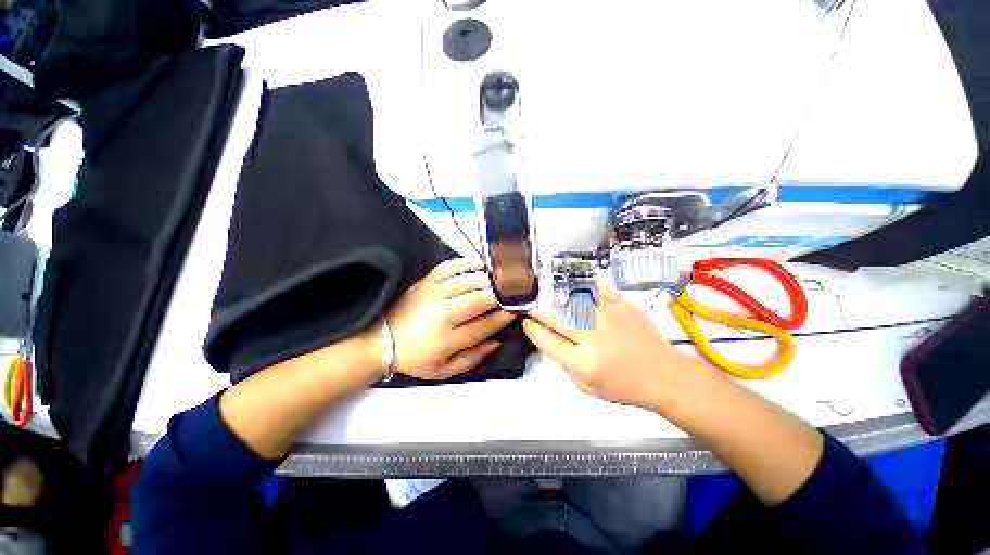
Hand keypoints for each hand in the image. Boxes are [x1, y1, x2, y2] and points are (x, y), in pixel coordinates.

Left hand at [386, 258, 515, 379]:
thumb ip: (473, 358)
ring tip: (503, 279)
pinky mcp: (426, 282)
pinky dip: (466, 263)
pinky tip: (480, 264)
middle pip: (479, 299)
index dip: (503, 317)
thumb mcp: (445, 370)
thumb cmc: (417, 358)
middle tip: (514, 291)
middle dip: (501, 295)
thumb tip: (497, 341)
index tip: (516, 310)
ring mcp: (433, 294)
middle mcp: (442, 314)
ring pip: (468, 281)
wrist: (382, 341)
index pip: (484, 325)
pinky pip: (449, 267)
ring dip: (489, 279)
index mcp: (447, 339)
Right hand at [522, 285, 717, 410]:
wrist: (663, 375)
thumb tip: (547, 338)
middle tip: (535, 311)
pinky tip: (579, 295)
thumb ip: (562, 361)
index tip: (527, 323)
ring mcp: (608, 315)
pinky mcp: (623, 304)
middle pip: (555, 316)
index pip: (546, 339)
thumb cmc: (623, 386)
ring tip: (555, 303)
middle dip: (539, 312)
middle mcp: (593, 335)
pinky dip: (584, 290)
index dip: (531, 328)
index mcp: (583, 360)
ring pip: (572, 300)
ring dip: (558, 301)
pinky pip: (597, 290)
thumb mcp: (586, 385)